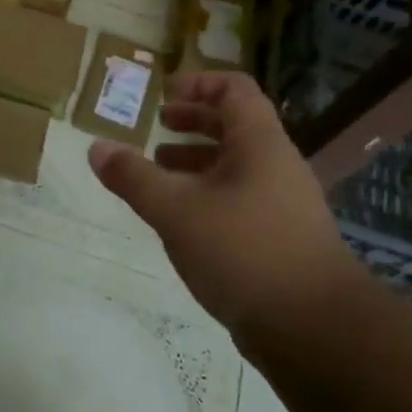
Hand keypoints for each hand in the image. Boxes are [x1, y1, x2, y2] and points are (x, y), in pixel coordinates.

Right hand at [88, 71, 356, 332]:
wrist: (315, 328)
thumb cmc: (244, 250)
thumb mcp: (176, 210)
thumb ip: (133, 177)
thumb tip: (96, 148)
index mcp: (259, 143)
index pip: (234, 88)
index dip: (198, 82)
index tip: (164, 93)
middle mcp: (276, 165)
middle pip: (234, 125)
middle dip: (193, 121)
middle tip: (157, 126)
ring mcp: (282, 203)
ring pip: (235, 166)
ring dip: (196, 161)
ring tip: (159, 171)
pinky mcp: (280, 238)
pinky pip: (239, 199)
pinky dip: (207, 195)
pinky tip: (181, 220)